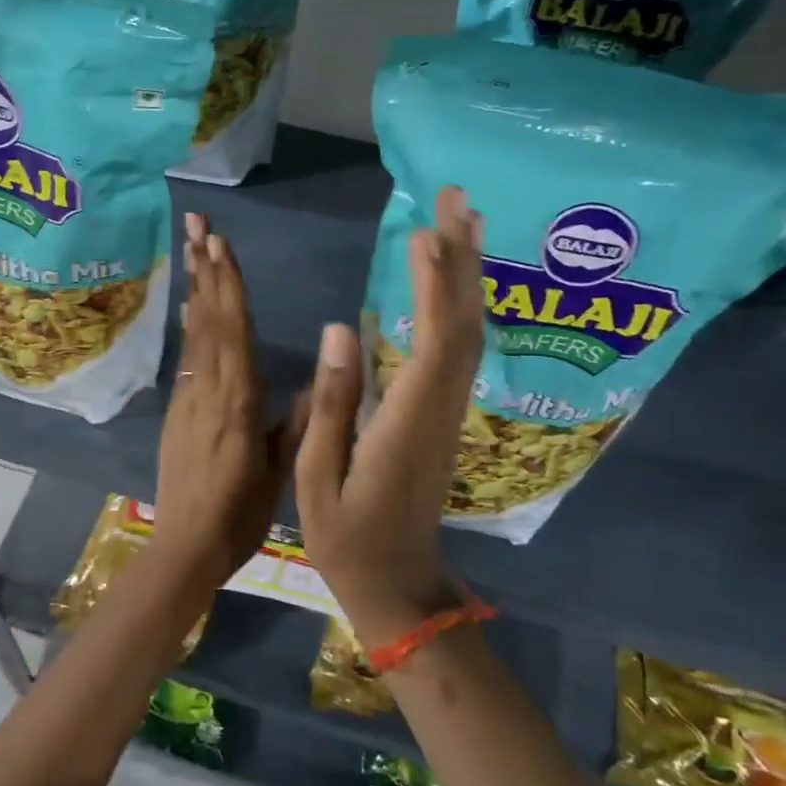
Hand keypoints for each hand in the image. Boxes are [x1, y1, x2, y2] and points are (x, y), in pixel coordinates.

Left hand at [153, 213, 306, 586]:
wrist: (185, 547)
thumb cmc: (240, 514)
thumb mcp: (279, 472)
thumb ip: (296, 422)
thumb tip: (318, 379)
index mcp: (236, 400)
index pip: (232, 329)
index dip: (227, 283)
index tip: (219, 242)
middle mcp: (208, 388)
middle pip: (206, 318)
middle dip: (203, 267)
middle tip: (194, 223)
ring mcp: (187, 396)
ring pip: (193, 332)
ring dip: (194, 287)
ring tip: (192, 248)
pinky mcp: (178, 409)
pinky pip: (187, 354)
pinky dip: (190, 323)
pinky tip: (190, 306)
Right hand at [295, 187, 485, 649]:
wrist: (399, 587)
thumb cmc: (347, 539)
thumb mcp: (316, 478)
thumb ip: (332, 403)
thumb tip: (341, 327)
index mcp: (406, 423)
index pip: (433, 343)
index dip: (435, 286)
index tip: (426, 233)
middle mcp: (439, 408)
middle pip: (464, 325)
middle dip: (464, 259)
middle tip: (458, 197)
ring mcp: (447, 412)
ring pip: (469, 333)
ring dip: (469, 275)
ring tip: (464, 220)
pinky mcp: (443, 415)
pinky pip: (460, 350)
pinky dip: (459, 306)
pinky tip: (452, 280)